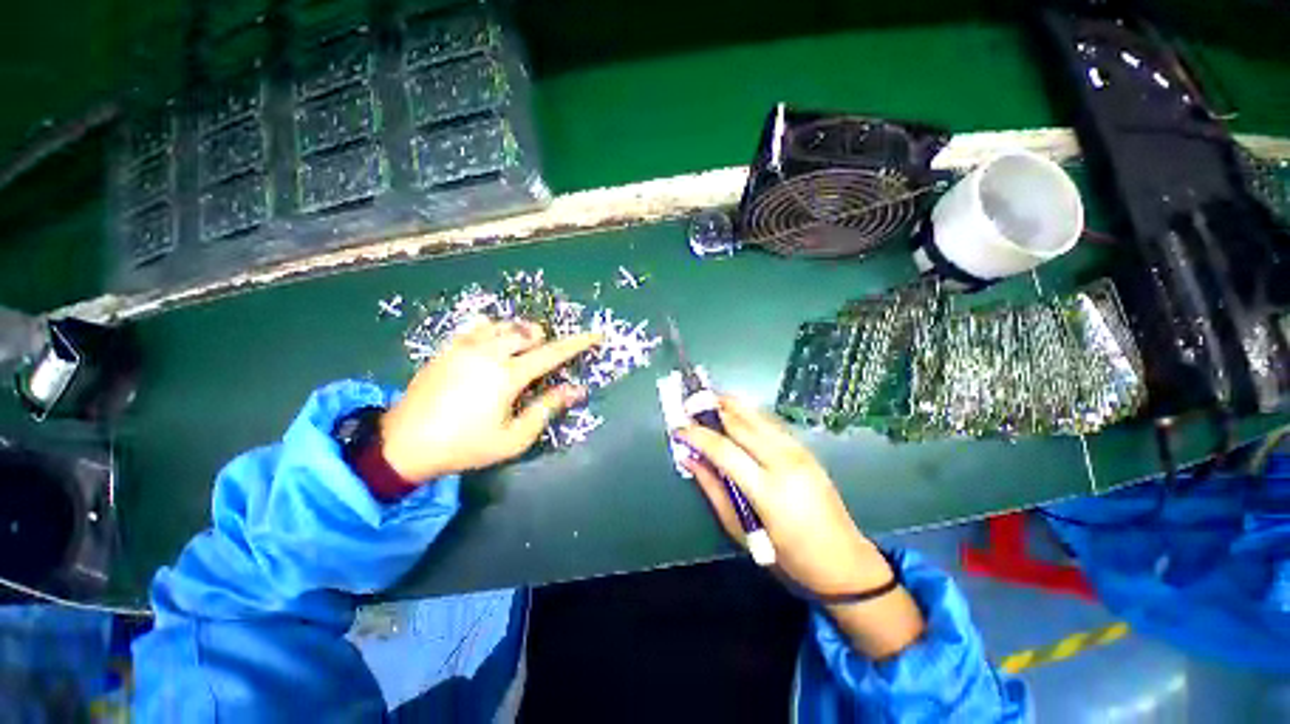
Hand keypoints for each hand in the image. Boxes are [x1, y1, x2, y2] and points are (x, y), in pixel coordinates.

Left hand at [379, 319, 601, 481]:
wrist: (403, 443)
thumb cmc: (464, 446)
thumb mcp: (513, 438)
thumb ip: (547, 409)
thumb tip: (576, 390)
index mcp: (507, 375)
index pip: (552, 352)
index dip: (577, 343)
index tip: (595, 334)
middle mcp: (488, 352)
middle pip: (527, 331)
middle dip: (542, 340)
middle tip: (541, 361)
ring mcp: (464, 346)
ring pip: (503, 324)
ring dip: (519, 334)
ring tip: (519, 353)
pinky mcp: (447, 348)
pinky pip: (478, 327)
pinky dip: (494, 331)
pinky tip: (491, 347)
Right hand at [677, 396, 924, 658]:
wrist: (843, 561)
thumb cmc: (788, 557)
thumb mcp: (741, 531)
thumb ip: (713, 489)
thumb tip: (689, 458)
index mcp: (767, 490)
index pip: (723, 449)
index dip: (696, 435)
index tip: (677, 428)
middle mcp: (784, 461)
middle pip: (740, 423)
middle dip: (711, 408)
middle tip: (689, 404)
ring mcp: (798, 451)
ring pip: (757, 415)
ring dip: (730, 404)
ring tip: (707, 400)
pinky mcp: (805, 448)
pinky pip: (770, 422)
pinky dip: (748, 412)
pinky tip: (734, 413)